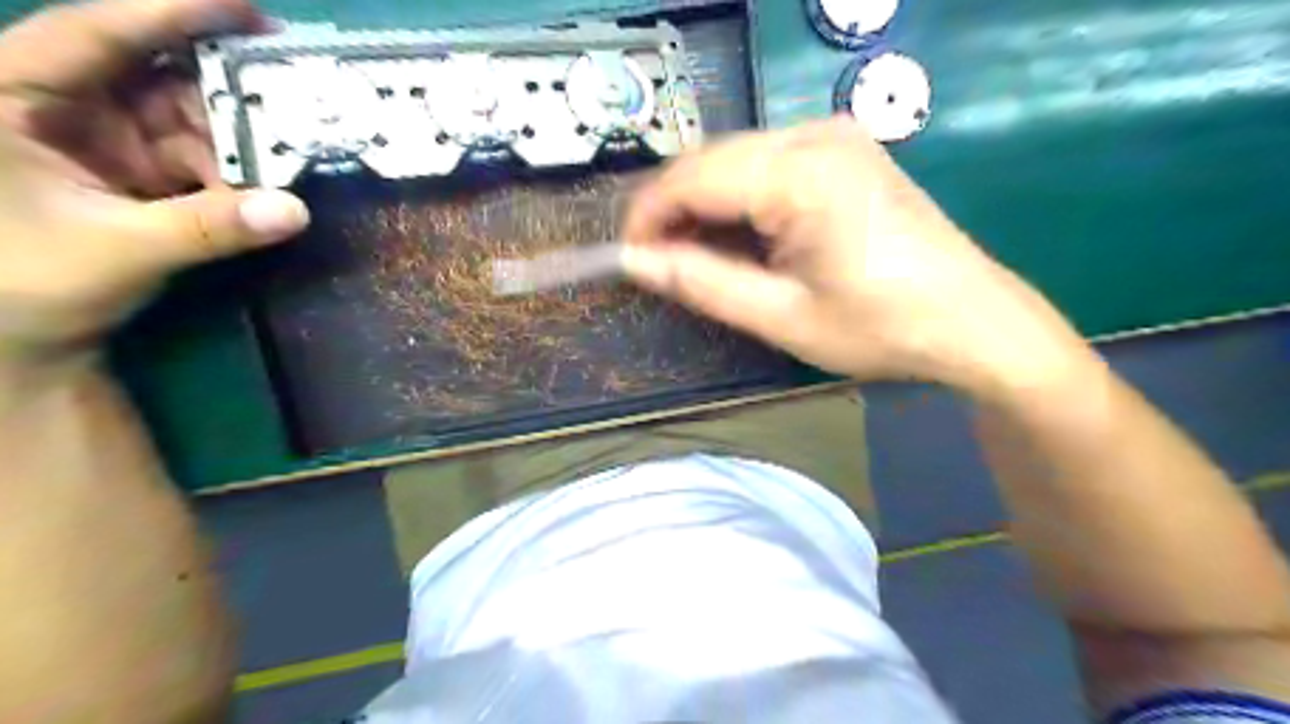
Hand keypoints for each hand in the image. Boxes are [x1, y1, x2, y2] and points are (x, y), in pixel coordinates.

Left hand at [0, 1, 305, 369]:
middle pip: (158, 71)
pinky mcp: (138, 169)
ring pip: (189, 116)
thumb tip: (296, 211)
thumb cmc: (27, 285)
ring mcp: (104, 136)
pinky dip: (237, 171)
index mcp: (12, 94)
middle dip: (229, 88)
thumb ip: (207, 228)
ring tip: (291, 154)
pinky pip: (201, 155)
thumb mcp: (117, 251)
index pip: (97, 31)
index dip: (173, 11)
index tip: (249, 10)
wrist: (23, 336)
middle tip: (297, 98)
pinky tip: (264, 187)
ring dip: (241, 138)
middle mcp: (61, 102)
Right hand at [621, 115, 1078, 396]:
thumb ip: (701, 283)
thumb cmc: (880, 328)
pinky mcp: (843, 149)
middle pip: (710, 159)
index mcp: (801, 173)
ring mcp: (833, 135)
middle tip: (660, 265)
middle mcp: (814, 134)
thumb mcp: (781, 317)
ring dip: (704, 205)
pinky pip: (766, 163)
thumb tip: (635, 262)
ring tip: (697, 258)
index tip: (627, 259)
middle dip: (672, 210)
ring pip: (734, 158)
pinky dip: (738, 198)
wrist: (972, 320)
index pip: (692, 177)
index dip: (647, 216)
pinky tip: (742, 237)